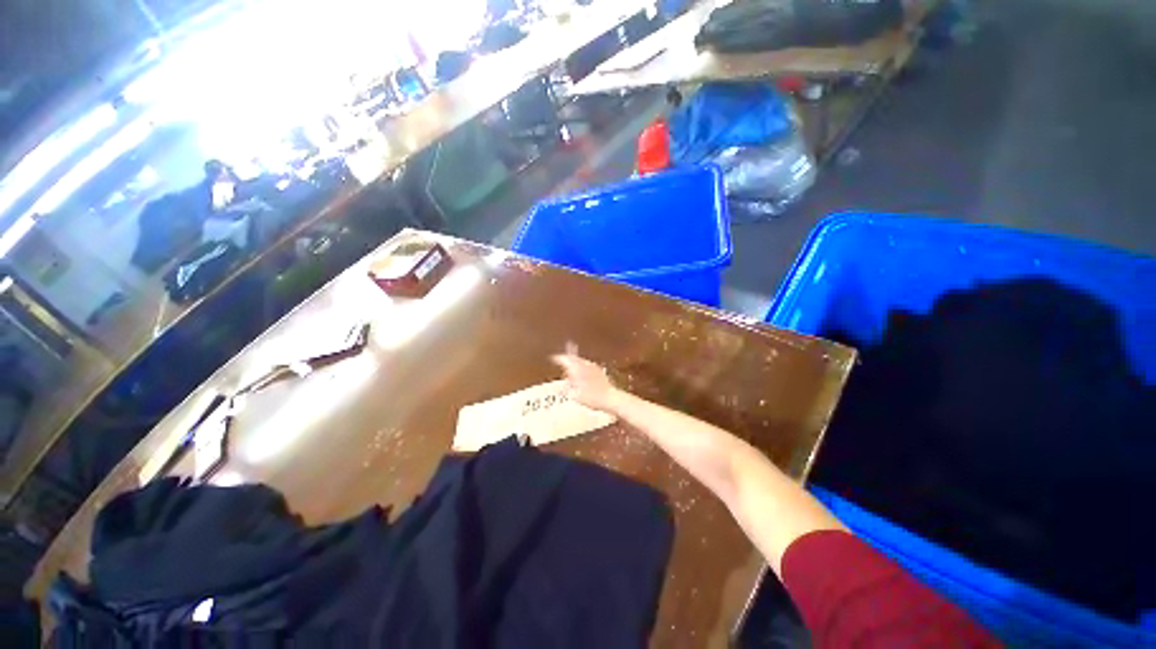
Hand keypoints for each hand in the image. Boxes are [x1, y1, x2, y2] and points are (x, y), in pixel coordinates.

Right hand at [551, 345, 618, 413]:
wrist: (610, 398)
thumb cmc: (592, 398)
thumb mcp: (574, 396)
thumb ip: (565, 389)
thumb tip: (558, 386)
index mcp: (577, 369)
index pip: (565, 359)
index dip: (558, 358)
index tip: (553, 358)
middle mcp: (585, 365)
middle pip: (574, 357)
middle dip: (567, 358)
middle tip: (561, 359)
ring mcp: (593, 367)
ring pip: (581, 361)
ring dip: (574, 362)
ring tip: (570, 367)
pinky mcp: (599, 371)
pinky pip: (587, 365)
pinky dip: (582, 366)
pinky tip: (582, 373)